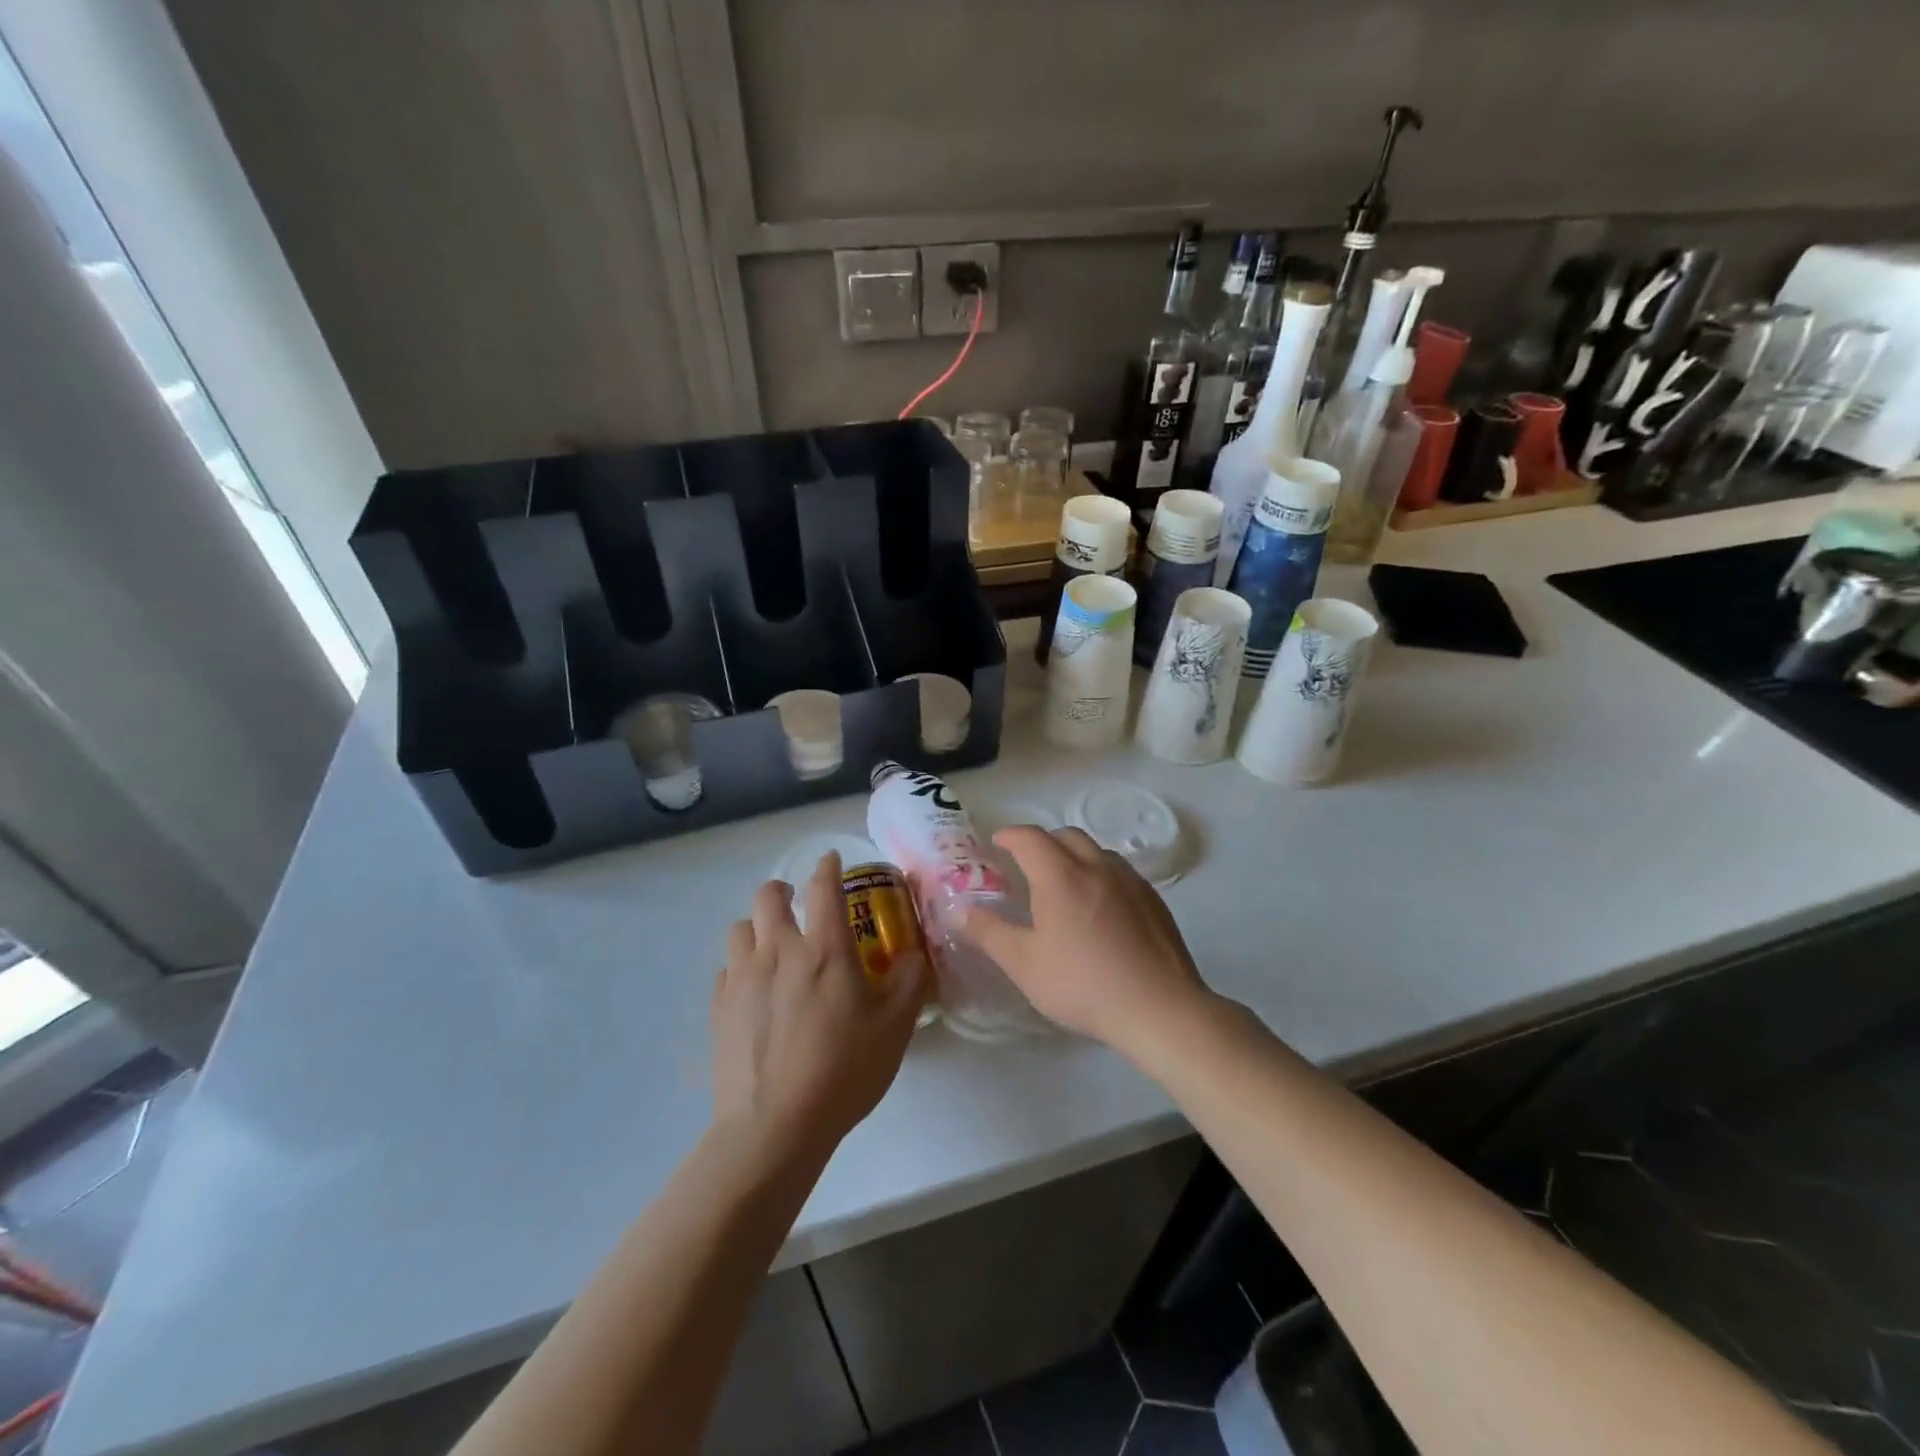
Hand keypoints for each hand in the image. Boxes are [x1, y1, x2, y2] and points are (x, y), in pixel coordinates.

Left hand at [711, 852, 926, 1165]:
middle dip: (782, 889)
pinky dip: (741, 965)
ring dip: (757, 926)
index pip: (824, 888)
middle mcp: (778, 951)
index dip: (828, 866)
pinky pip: (726, 968)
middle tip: (796, 901)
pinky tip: (754, 988)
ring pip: (740, 928)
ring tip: (772, 945)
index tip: (831, 859)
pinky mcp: (718, 1007)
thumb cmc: (843, 1071)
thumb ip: (910, 983)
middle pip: (768, 896)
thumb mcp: (896, 1028)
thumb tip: (913, 955)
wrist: (774, 1126)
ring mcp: (742, 978)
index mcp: (824, 949)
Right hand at [962, 827, 1212, 1058]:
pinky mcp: (1154, 900)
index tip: (996, 844)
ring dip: (1074, 856)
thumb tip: (961, 910)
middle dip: (1042, 842)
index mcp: (1060, 876)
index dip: (1009, 836)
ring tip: (1064, 885)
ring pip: (1097, 851)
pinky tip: (1100, 909)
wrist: (1159, 1008)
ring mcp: (1130, 881)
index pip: (1029, 837)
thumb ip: (989, 933)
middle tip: (1027, 865)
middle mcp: (1096, 866)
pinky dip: (1100, 875)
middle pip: (1066, 835)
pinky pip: (1120, 872)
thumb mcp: (1024, 964)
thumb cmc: (1082, 985)